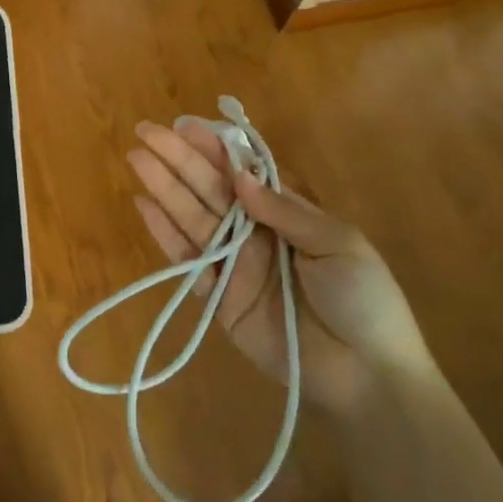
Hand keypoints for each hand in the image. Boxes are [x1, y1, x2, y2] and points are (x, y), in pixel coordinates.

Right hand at [127, 119, 429, 411]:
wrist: (366, 376)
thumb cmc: (363, 299)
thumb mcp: (338, 244)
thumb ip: (285, 211)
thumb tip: (240, 176)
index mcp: (286, 214)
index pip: (242, 172)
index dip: (213, 149)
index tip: (185, 125)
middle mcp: (253, 232)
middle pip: (209, 189)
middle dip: (178, 159)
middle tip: (145, 132)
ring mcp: (233, 264)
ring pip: (192, 217)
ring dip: (164, 187)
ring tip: (137, 158)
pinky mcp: (218, 299)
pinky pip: (188, 261)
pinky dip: (164, 234)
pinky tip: (143, 206)